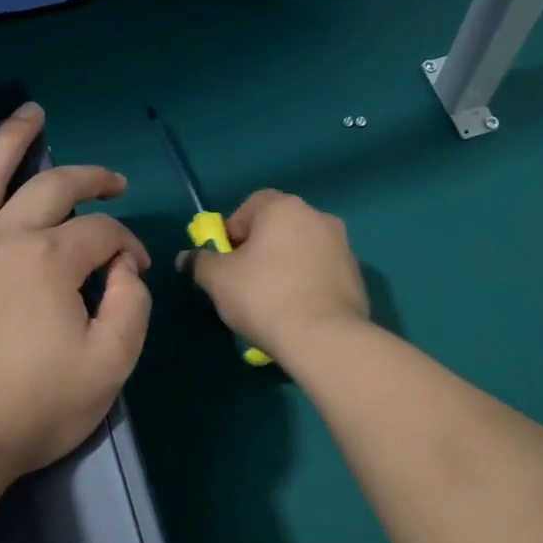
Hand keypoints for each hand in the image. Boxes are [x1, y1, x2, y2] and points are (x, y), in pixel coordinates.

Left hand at [0, 104, 152, 482]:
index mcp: (49, 261)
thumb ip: (131, 308)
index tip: (132, 271)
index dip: (127, 245)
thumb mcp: (109, 367)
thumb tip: (125, 269)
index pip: (102, 233)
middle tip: (110, 179)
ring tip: (30, 115)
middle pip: (50, 186)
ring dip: (10, 142)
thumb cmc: (29, 412)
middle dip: (88, 176)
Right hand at [178, 189, 368, 361]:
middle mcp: (318, 217)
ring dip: (285, 266)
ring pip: (302, 250)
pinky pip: (321, 272)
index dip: (234, 229)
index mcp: (284, 208)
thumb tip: (186, 258)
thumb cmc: (264, 296)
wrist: (324, 337)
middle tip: (244, 281)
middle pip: (279, 227)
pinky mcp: (356, 275)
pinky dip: (307, 284)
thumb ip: (200, 263)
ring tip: (271, 301)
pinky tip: (297, 312)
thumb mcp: (218, 280)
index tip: (226, 259)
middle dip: (260, 249)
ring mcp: (343, 246)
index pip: (252, 205)